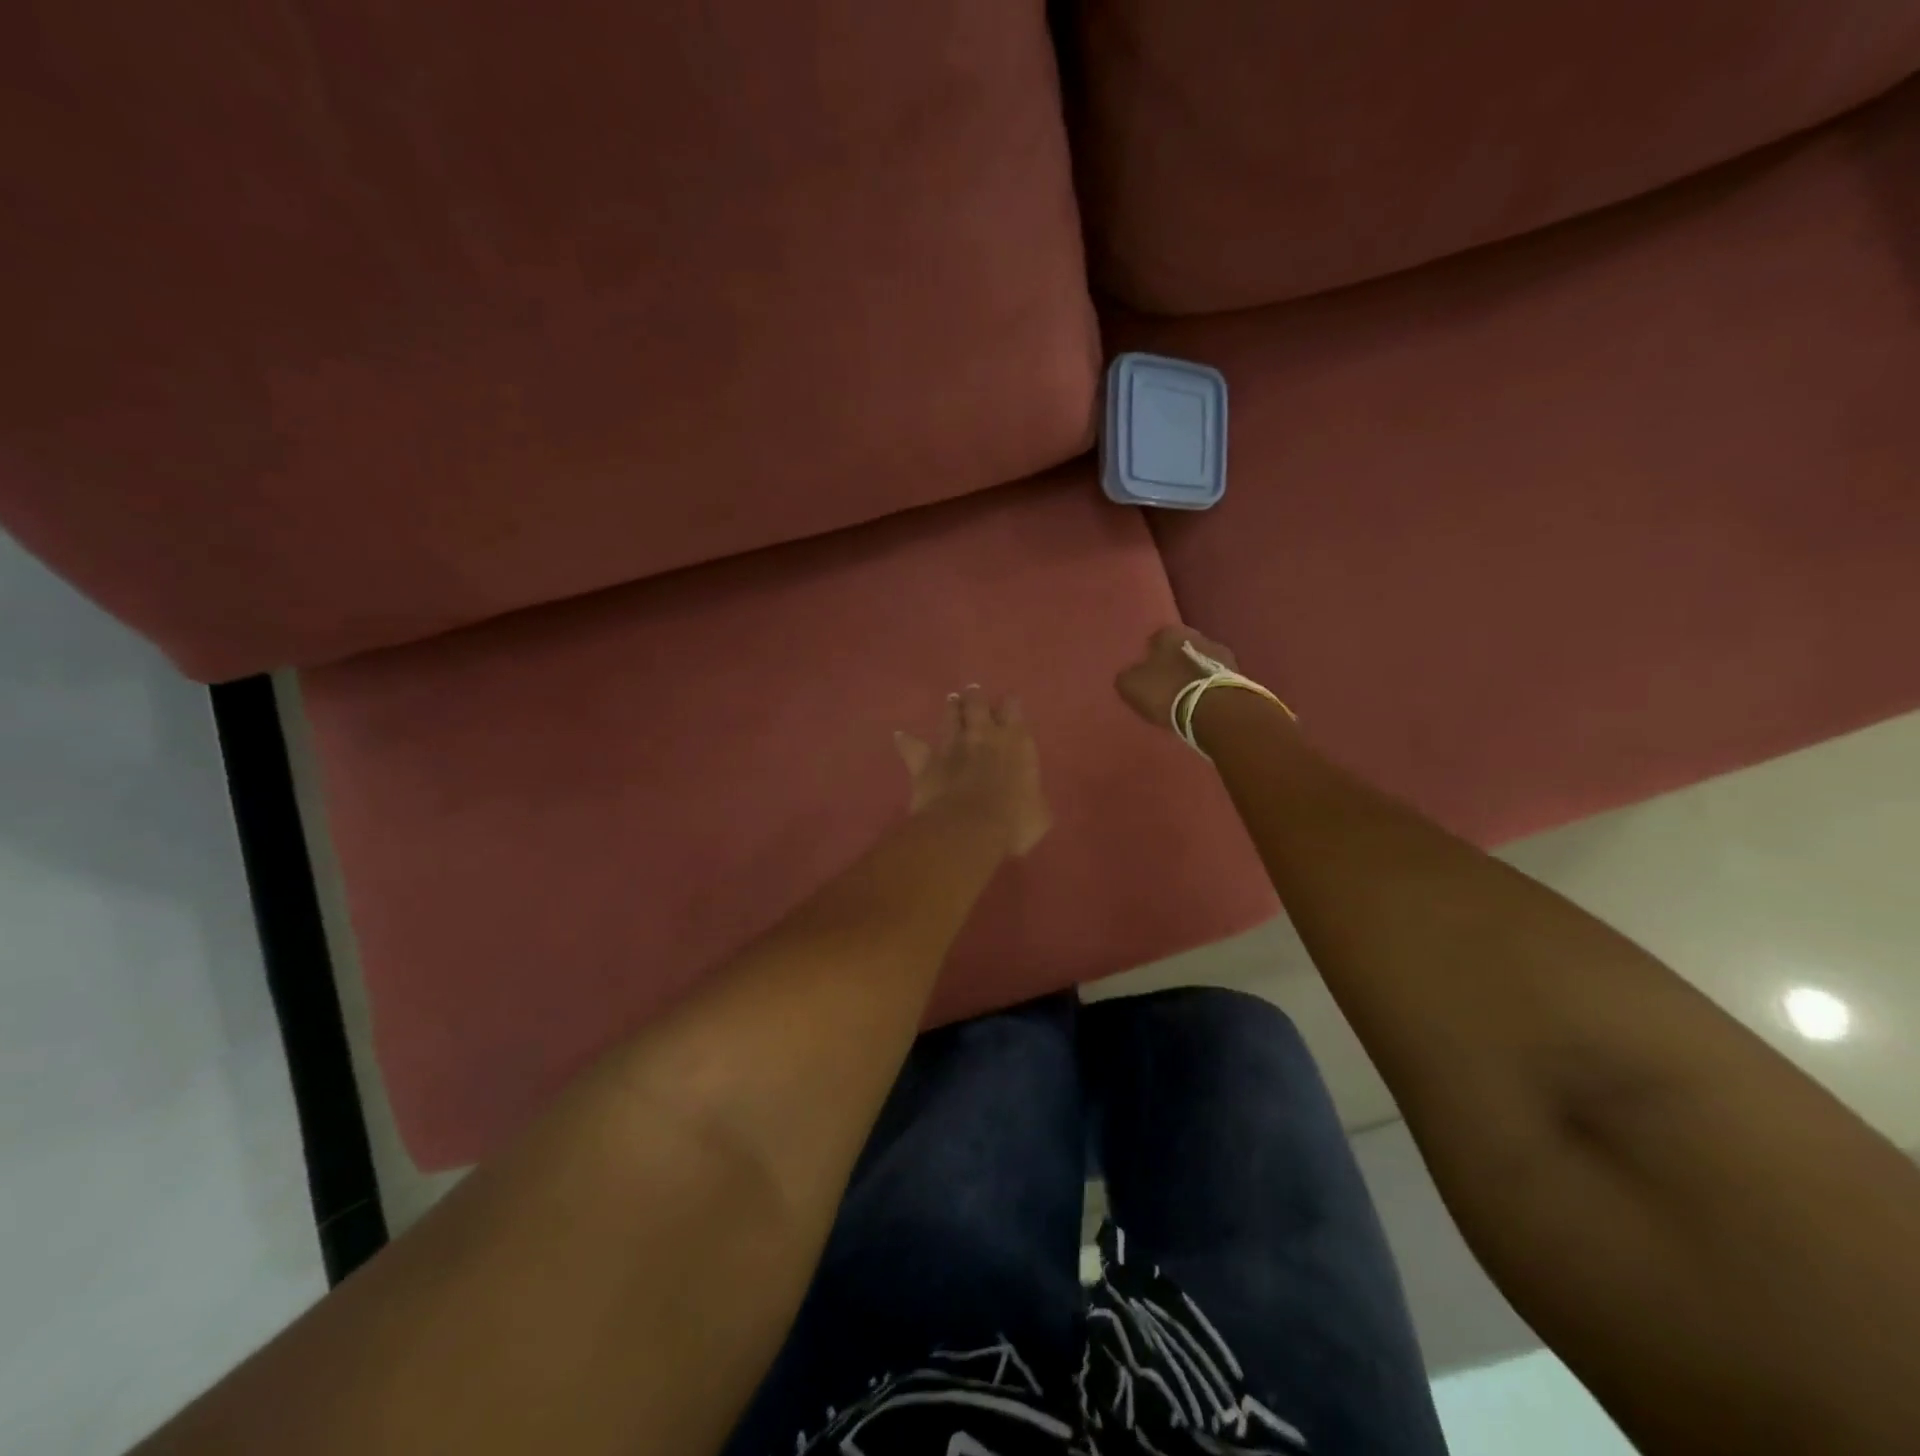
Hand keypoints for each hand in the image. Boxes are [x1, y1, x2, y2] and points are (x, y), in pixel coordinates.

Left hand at [895, 686, 1050, 857]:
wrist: (968, 829)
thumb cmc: (1014, 822)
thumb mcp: (1039, 814)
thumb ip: (1033, 798)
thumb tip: (1031, 801)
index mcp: (1016, 742)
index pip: (1014, 710)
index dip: (1011, 705)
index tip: (1010, 703)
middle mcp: (983, 735)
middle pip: (978, 704)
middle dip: (976, 697)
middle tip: (974, 691)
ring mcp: (952, 746)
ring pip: (950, 718)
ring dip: (951, 709)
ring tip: (951, 700)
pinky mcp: (925, 762)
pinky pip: (912, 747)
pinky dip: (906, 741)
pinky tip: (900, 735)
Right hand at [1115, 624, 1242, 730]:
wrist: (1215, 710)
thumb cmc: (1166, 691)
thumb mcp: (1131, 685)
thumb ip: (1128, 675)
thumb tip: (1133, 674)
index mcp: (1171, 632)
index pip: (1156, 638)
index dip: (1150, 655)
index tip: (1147, 673)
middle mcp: (1199, 636)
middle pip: (1182, 649)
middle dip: (1174, 663)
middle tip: (1165, 684)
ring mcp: (1223, 656)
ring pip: (1201, 663)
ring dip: (1193, 676)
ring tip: (1184, 697)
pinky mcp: (1239, 677)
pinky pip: (1215, 680)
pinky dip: (1208, 689)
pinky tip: (1201, 704)